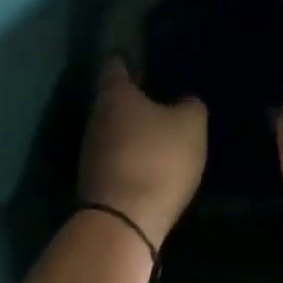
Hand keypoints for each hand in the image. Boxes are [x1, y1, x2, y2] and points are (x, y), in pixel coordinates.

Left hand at [78, 58, 206, 247]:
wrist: (122, 223)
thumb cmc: (157, 159)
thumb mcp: (190, 125)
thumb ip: (190, 105)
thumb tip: (184, 101)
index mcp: (115, 92)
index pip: (116, 64)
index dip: (131, 60)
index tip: (148, 60)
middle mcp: (96, 116)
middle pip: (115, 99)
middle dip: (136, 98)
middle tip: (164, 97)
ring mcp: (91, 151)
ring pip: (115, 129)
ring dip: (134, 130)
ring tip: (163, 132)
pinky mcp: (95, 182)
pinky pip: (116, 157)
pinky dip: (132, 156)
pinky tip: (153, 163)